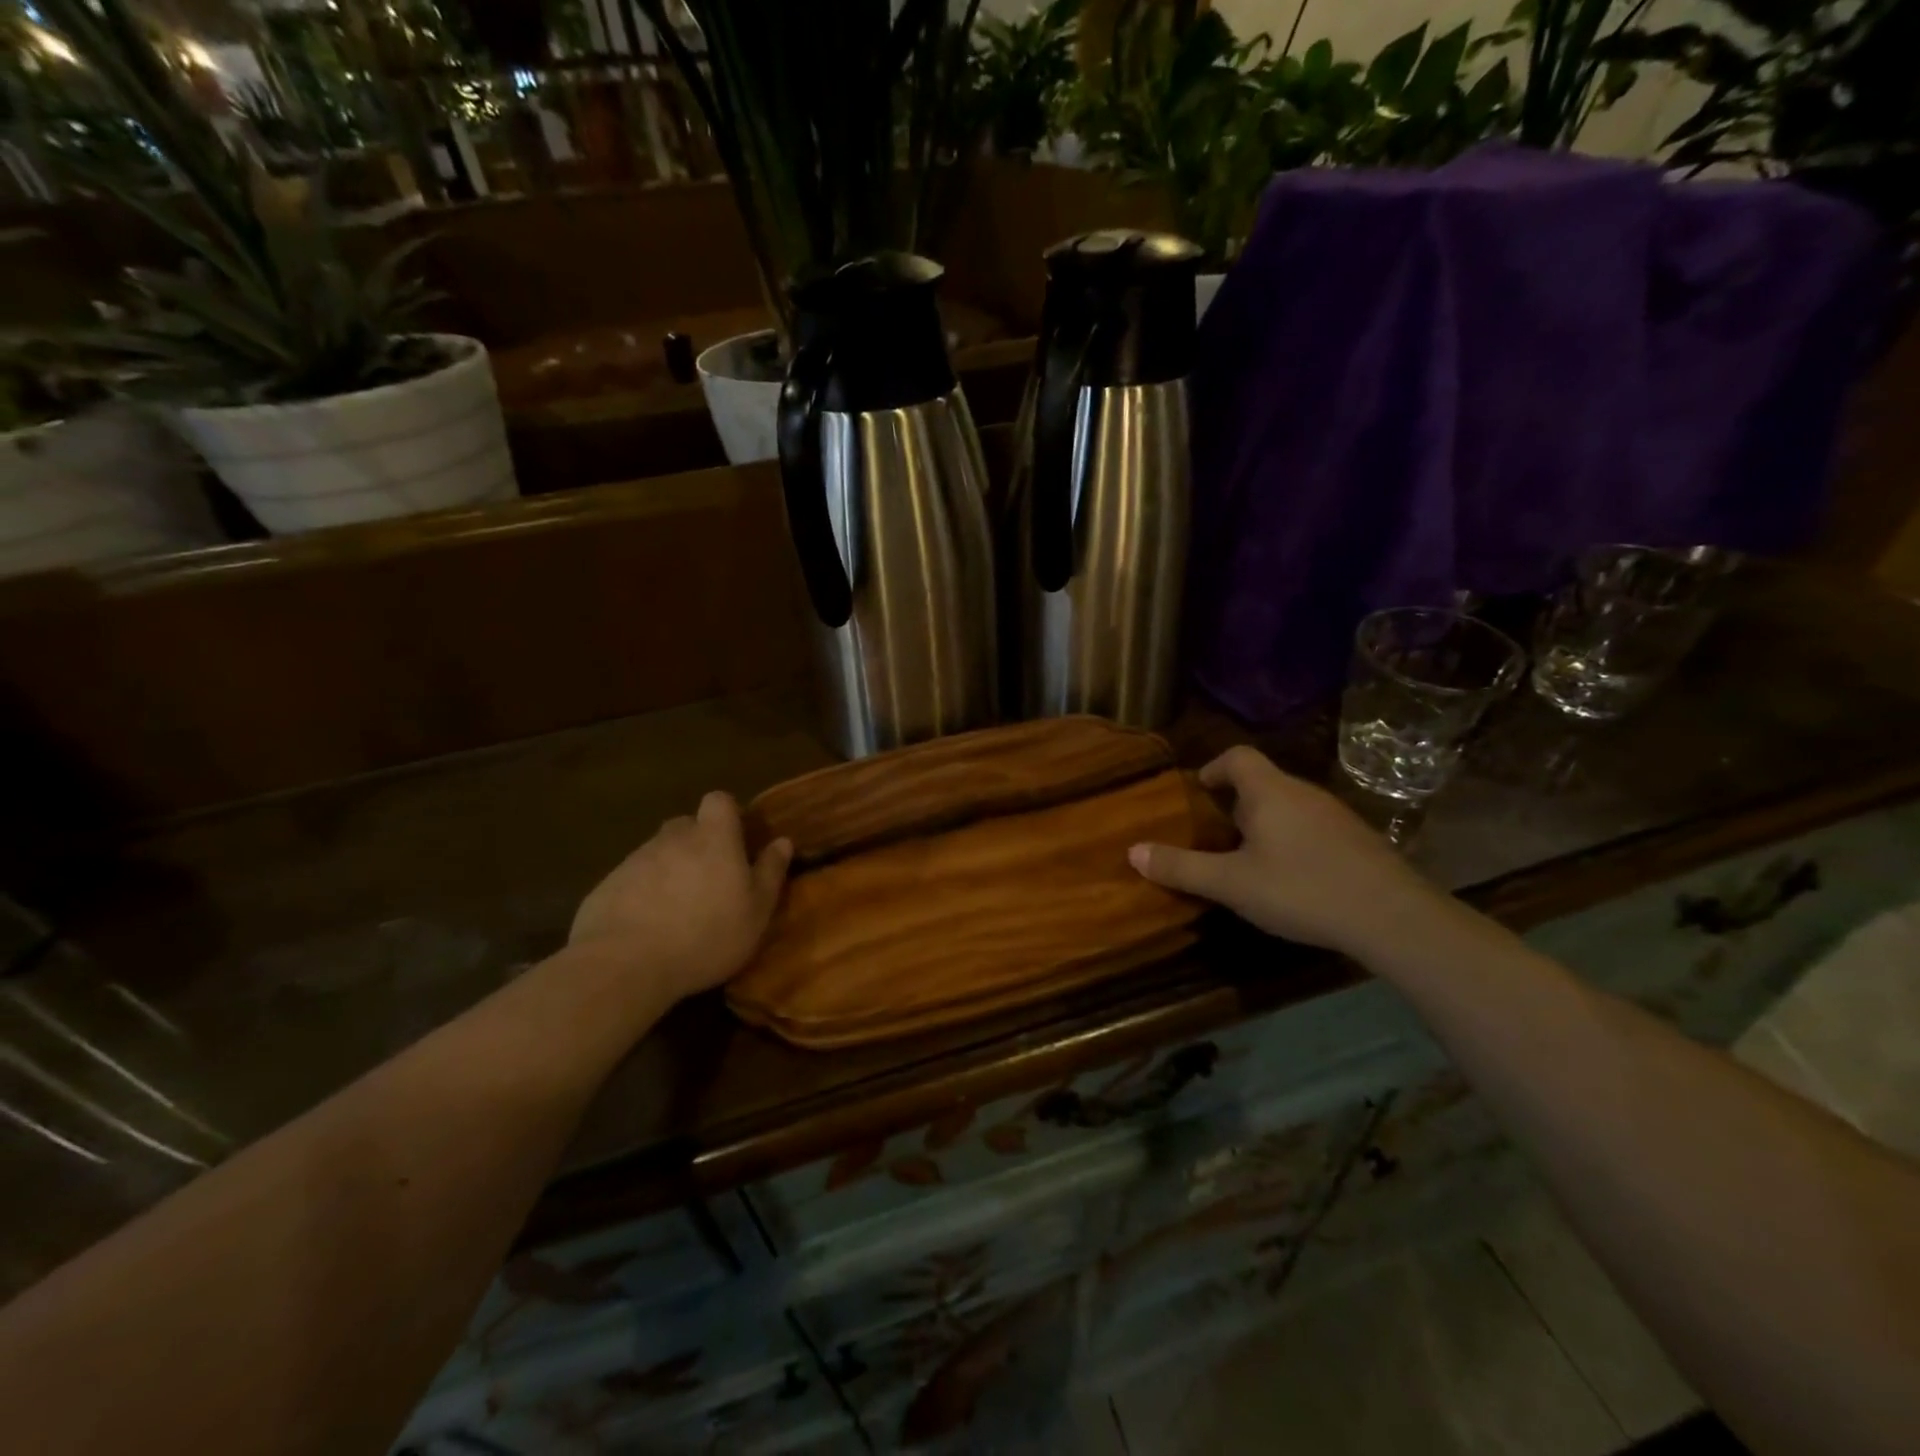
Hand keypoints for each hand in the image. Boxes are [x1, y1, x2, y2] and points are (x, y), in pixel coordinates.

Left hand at [569, 791, 792, 1002]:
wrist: (624, 965)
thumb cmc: (706, 936)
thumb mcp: (756, 911)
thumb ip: (770, 873)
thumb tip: (783, 841)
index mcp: (714, 838)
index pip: (719, 801)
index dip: (727, 815)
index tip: (736, 841)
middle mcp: (673, 839)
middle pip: (686, 826)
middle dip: (698, 844)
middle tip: (709, 880)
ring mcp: (635, 860)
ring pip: (658, 854)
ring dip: (670, 871)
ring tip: (677, 910)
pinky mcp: (607, 886)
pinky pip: (632, 880)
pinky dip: (641, 895)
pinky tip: (646, 928)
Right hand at [1129, 747, 1437, 956]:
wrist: (1392, 916)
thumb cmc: (1301, 888)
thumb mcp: (1231, 884)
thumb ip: (1182, 867)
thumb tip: (1133, 851)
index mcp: (1269, 792)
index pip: (1237, 756)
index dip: (1213, 768)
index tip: (1198, 792)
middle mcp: (1303, 793)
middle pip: (1262, 782)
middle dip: (1235, 803)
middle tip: (1214, 835)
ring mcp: (1336, 815)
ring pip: (1289, 806)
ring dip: (1265, 823)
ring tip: (1248, 859)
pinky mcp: (1358, 840)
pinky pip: (1312, 827)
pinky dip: (1293, 840)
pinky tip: (1291, 878)